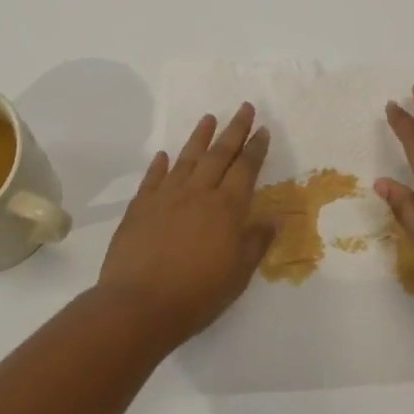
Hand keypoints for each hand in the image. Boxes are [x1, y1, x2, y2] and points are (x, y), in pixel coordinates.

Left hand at [96, 102, 273, 345]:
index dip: (255, 148)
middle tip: (244, 107)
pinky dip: (160, 165)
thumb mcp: (239, 274)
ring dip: (199, 137)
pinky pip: (153, 179)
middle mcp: (198, 193)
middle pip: (219, 154)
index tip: (262, 129)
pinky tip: (164, 155)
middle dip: (234, 130)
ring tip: (209, 118)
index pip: (245, 168)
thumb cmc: (197, 293)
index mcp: (226, 208)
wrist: (139, 305)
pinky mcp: (140, 208)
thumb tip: (275, 219)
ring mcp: (166, 197)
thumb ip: (256, 243)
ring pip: (187, 159)